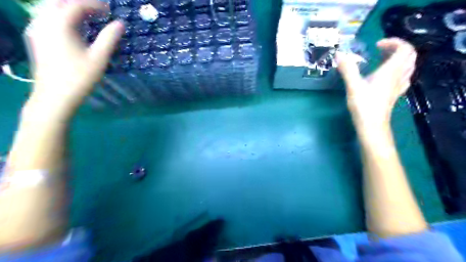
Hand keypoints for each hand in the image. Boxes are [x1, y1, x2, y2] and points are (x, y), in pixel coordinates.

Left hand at [26, 0, 122, 117]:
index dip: (95, 5)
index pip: (76, 4)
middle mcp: (44, 21)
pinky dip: (60, 15)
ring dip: (69, 8)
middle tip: (98, 11)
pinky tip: (72, 26)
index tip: (110, 12)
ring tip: (88, 16)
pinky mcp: (36, 38)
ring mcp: (36, 29)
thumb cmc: (80, 77)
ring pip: (50, 7)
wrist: (55, 96)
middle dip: (80, 3)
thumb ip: (110, 38)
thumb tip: (120, 24)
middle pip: (59, 1)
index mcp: (60, 24)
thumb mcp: (99, 58)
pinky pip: (46, 17)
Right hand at [337, 38, 416, 127]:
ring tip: (384, 60)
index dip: (393, 42)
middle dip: (397, 48)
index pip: (404, 48)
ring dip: (400, 58)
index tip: (376, 46)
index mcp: (390, 71)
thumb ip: (347, 69)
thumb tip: (339, 54)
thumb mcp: (353, 86)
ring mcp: (399, 86)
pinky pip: (405, 77)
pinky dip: (400, 70)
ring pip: (409, 66)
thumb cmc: (363, 105)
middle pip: (409, 55)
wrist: (372, 126)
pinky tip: (389, 75)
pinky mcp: (395, 94)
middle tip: (380, 50)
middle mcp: (398, 76)